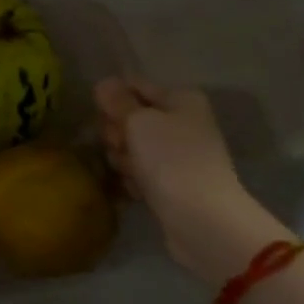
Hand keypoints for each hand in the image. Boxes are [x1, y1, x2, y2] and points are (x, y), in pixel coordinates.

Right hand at [95, 78, 270, 283]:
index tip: (101, 115)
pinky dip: (134, 179)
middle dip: (117, 132)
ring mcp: (177, 155)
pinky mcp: (171, 183)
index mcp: (180, 99)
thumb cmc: (170, 160)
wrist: (202, 220)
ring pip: (132, 147)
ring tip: (130, 172)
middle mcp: (182, 122)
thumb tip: (104, 83)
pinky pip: (140, 172)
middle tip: (120, 145)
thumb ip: (118, 101)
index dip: (112, 98)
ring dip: (123, 159)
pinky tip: (137, 191)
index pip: (134, 85)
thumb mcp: (138, 121)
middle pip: (130, 117)